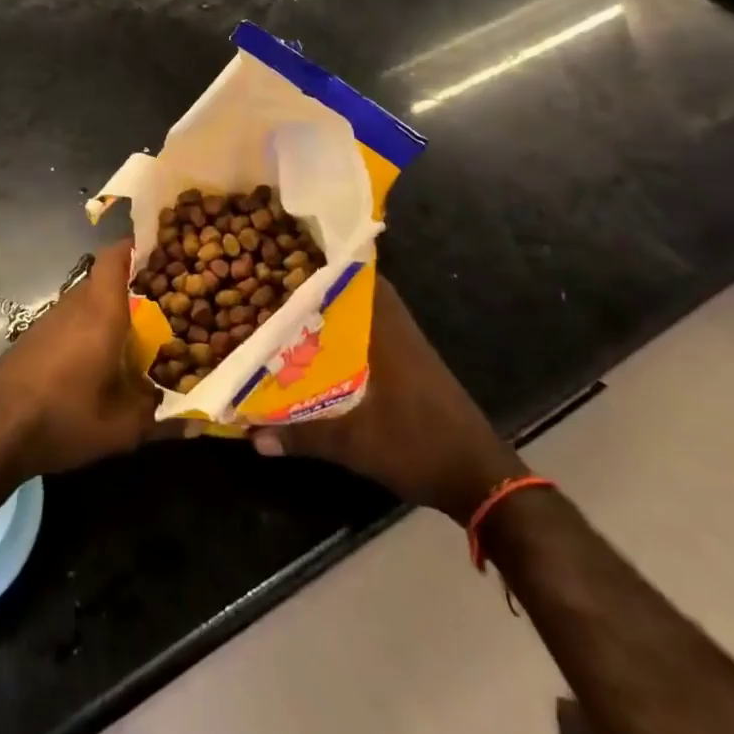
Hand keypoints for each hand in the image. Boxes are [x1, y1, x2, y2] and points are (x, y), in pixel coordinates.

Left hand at [0, 239, 158, 480]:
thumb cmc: (64, 419)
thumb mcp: (120, 428)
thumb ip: (159, 417)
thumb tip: (195, 420)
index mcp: (101, 312)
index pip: (115, 256)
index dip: (137, 248)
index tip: (161, 254)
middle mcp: (74, 305)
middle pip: (104, 279)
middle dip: (131, 286)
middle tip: (160, 304)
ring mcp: (48, 319)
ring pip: (85, 300)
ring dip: (106, 311)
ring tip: (132, 335)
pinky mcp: (31, 337)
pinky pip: (68, 320)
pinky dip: (85, 328)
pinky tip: (93, 360)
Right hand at [251, 275, 524, 522]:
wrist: (481, 479)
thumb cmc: (419, 447)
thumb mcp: (355, 445)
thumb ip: (303, 435)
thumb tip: (252, 435)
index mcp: (387, 333)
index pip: (361, 279)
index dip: (328, 263)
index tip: (292, 253)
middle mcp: (399, 331)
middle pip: (361, 292)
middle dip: (324, 285)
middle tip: (283, 282)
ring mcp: (410, 350)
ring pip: (368, 315)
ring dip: (337, 311)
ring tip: (294, 310)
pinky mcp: (414, 369)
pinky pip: (375, 335)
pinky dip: (351, 334)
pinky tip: (324, 349)